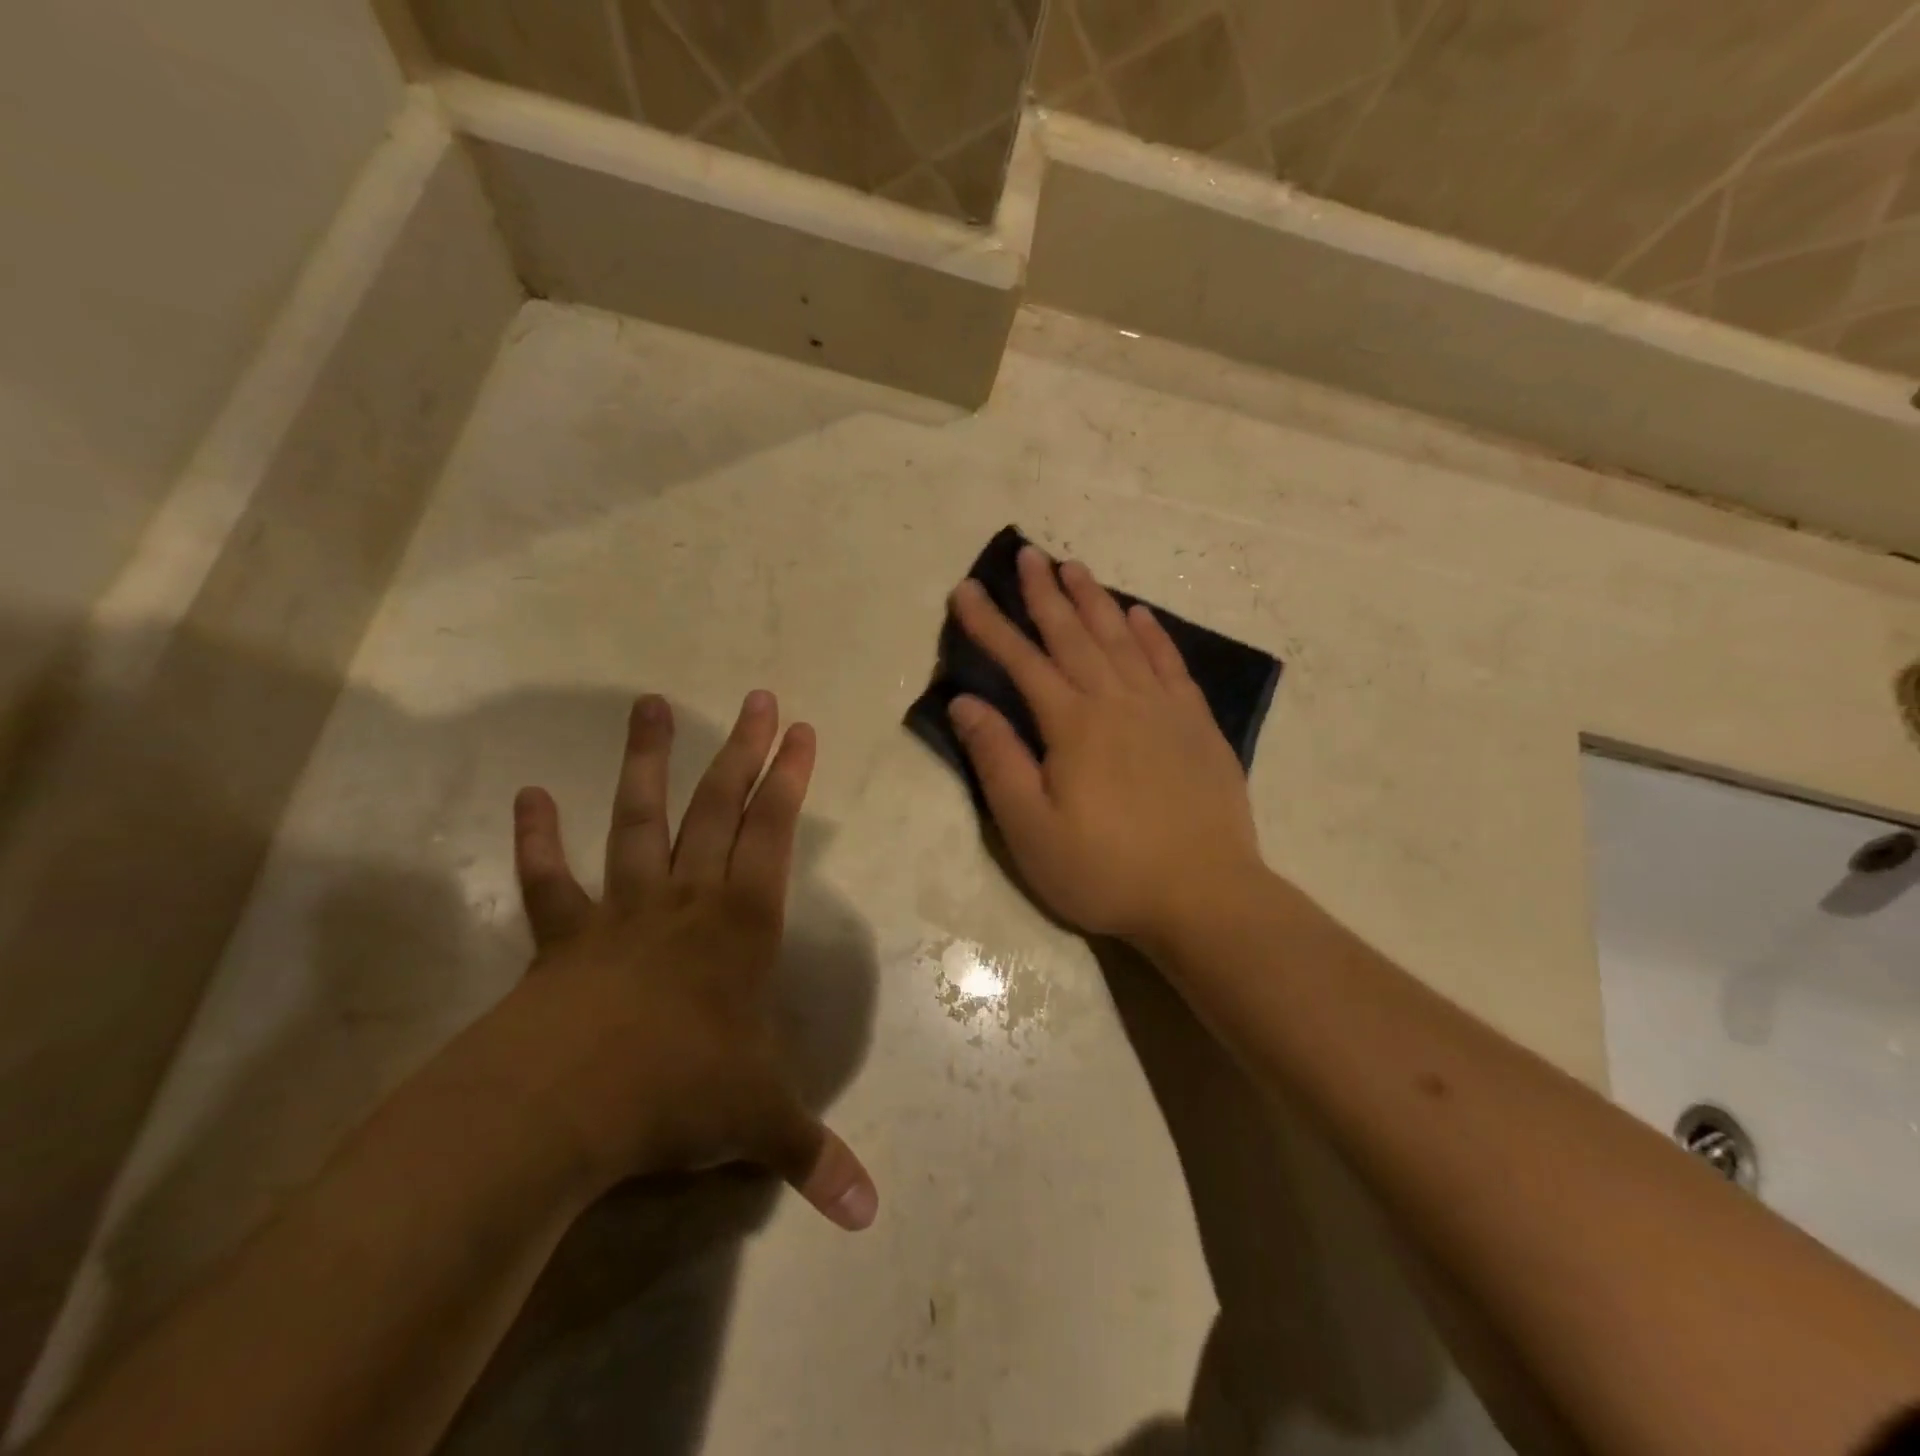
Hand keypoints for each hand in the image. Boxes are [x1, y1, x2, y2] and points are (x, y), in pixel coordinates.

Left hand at [500, 691, 876, 1230]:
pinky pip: (549, 883)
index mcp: (739, 925)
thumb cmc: (677, 1093)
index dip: (791, 780)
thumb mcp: (758, 1122)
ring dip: (645, 764)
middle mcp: (685, 901)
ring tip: (648, 704)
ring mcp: (620, 911)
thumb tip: (869, 1217)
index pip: (774, 835)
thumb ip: (811, 1157)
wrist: (560, 1109)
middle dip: (743, 751)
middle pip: (719, 808)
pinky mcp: (562, 938)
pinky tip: (526, 798)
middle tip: (757, 697)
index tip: (802, 730)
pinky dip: (537, 842)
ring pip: (638, 821)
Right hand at [947, 547, 1264, 948]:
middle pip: (1073, 634)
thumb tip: (966, 701)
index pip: (1021, 659)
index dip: (989, 623)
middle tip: (1027, 554)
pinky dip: (1152, 634)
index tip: (966, 589)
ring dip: (1095, 599)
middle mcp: (1117, 701)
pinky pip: (1170, 663)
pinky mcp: (1196, 725)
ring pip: (1121, 638)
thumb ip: (998, 759)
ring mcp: (1163, 709)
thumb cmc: (1105, 869)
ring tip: (1074, 567)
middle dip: (1044, 593)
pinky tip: (1139, 615)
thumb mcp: (1031, 828)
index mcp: (1072, 724)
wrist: (1204, 895)